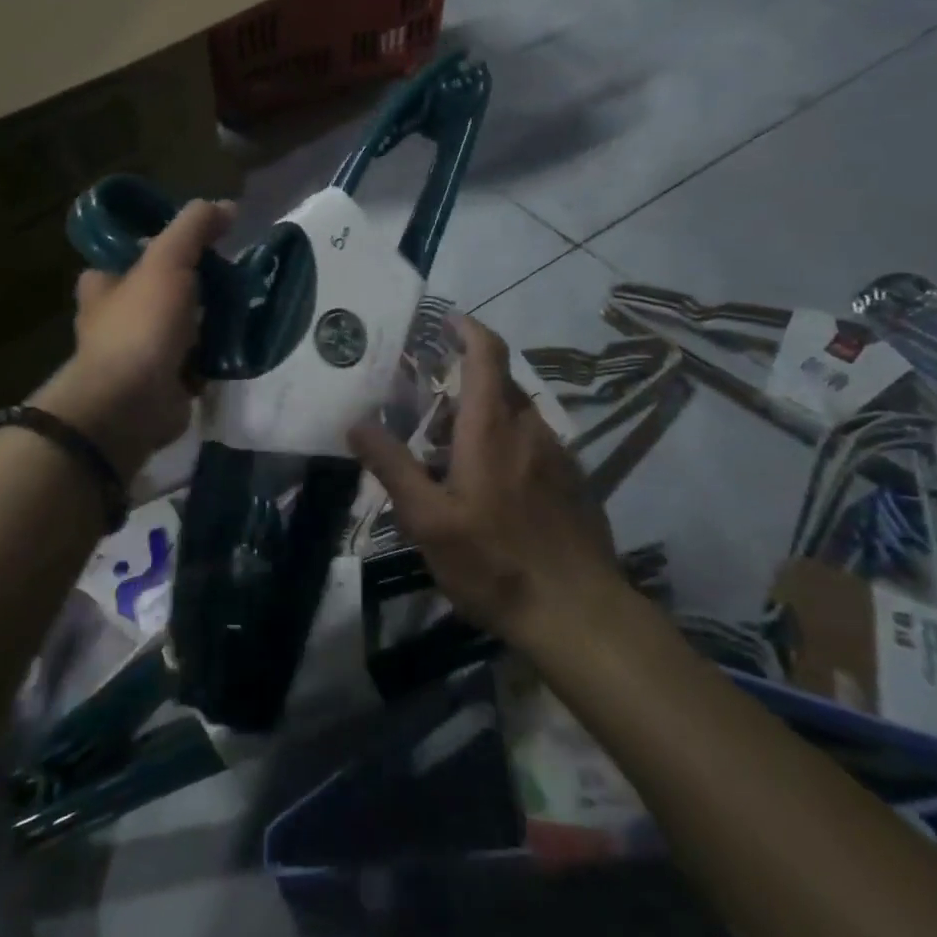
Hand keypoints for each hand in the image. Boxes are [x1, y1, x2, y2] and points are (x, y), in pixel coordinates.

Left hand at [33, 199, 233, 480]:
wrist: (134, 403)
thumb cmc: (142, 324)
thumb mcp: (167, 260)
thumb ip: (193, 228)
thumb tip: (227, 206)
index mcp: (104, 284)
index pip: (132, 253)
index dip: (164, 244)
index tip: (203, 241)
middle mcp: (116, 317)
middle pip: (163, 289)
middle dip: (196, 284)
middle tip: (232, 274)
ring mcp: (140, 352)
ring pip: (182, 324)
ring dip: (210, 320)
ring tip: (245, 304)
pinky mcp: (164, 381)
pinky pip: (196, 358)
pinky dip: (215, 353)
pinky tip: (240, 341)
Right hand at [349, 316, 625, 650]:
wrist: (580, 615)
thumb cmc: (495, 562)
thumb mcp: (428, 519)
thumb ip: (392, 466)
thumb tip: (356, 422)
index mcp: (492, 428)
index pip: (487, 354)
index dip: (468, 329)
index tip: (446, 320)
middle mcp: (530, 429)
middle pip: (500, 383)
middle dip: (466, 379)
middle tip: (429, 401)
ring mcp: (559, 455)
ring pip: (518, 416)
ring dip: (486, 416)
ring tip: (452, 451)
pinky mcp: (574, 482)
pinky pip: (535, 444)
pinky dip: (508, 443)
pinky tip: (492, 486)